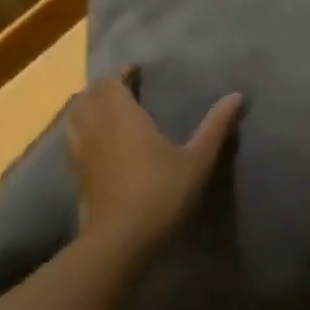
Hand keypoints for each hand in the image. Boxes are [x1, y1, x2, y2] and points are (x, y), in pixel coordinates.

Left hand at [67, 69, 241, 252]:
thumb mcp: (198, 159)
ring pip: (74, 118)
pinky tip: (100, 144)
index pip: (110, 83)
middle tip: (124, 88)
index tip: (135, 70)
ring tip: (108, 111)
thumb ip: (216, 126)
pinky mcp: (77, 176)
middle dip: (103, 88)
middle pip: (87, 97)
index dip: (120, 73)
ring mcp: (81, 153)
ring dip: (88, 107)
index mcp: (123, 117)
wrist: (120, 240)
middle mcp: (95, 128)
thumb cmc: (162, 192)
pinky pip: (73, 141)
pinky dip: (83, 131)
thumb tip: (237, 95)